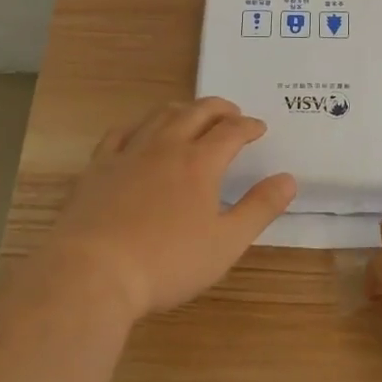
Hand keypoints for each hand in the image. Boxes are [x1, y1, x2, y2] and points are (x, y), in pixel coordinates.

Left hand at [43, 98, 295, 320]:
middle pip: (197, 112)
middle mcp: (166, 146)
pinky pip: (120, 133)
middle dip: (219, 108)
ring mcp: (129, 153)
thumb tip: (289, 179)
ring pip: (159, 115)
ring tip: (192, 114)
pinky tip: (139, 133)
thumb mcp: (226, 243)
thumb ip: (260, 208)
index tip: (259, 127)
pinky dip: (138, 126)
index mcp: (200, 163)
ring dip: (183, 109)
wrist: (93, 272)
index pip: (231, 131)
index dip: (249, 126)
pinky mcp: (98, 167)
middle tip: (232, 112)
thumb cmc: (167, 262)